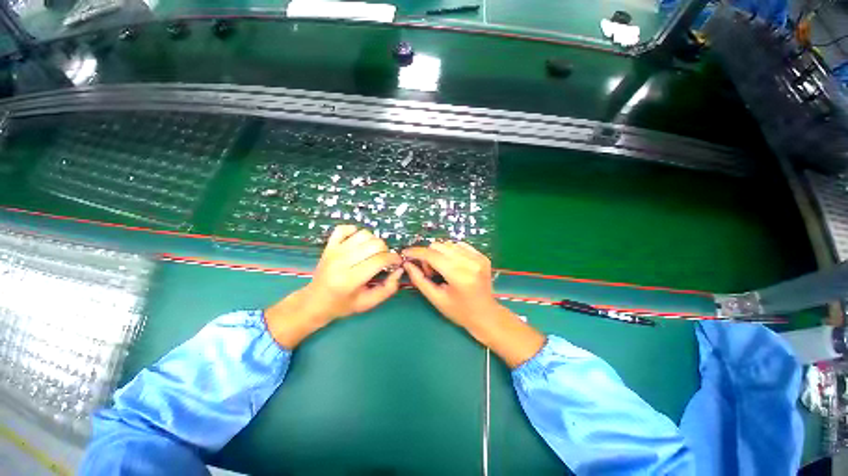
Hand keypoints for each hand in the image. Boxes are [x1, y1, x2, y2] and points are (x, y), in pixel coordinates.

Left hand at [266, 225, 402, 348]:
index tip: (397, 262)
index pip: (379, 260)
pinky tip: (359, 243)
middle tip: (384, 259)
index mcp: (350, 280)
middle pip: (374, 244)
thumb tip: (399, 270)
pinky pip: (344, 228)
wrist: (315, 301)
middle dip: (386, 250)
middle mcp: (342, 262)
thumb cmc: (343, 305)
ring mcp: (334, 251)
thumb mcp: (368, 303)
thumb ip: (388, 288)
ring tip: (373, 252)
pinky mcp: (329, 245)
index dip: (393, 259)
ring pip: (363, 234)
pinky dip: (355, 231)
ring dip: (374, 241)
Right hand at [401, 241, 500, 328]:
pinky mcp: (482, 256)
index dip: (416, 252)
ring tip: (441, 270)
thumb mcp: (436, 299)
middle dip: (428, 256)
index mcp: (459, 275)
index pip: (432, 255)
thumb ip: (419, 280)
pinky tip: (451, 265)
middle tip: (430, 272)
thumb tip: (407, 264)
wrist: (486, 315)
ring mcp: (478, 257)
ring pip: (448, 244)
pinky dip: (450, 252)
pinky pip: (459, 245)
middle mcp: (470, 262)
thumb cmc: (459, 312)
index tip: (405, 253)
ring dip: (439, 253)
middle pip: (439, 246)